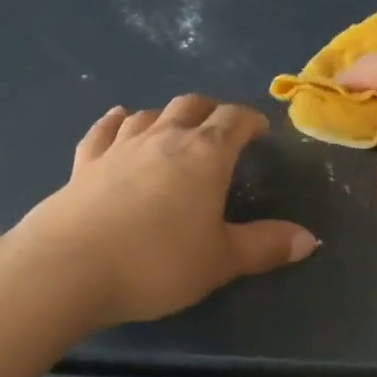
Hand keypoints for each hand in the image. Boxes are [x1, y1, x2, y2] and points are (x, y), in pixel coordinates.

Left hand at [16, 95, 317, 326]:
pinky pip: (104, 131)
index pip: (233, 121)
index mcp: (204, 156)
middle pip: (190, 107)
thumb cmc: (157, 263)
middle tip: (221, 128)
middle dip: (211, 111)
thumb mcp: (222, 261)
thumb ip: (266, 246)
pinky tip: (120, 120)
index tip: (260, 129)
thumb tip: (309, 240)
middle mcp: (162, 140)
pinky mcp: (83, 165)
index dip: (250, 120)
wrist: (67, 270)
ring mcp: (118, 148)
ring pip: (148, 114)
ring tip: (176, 127)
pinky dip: (117, 122)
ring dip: (167, 115)